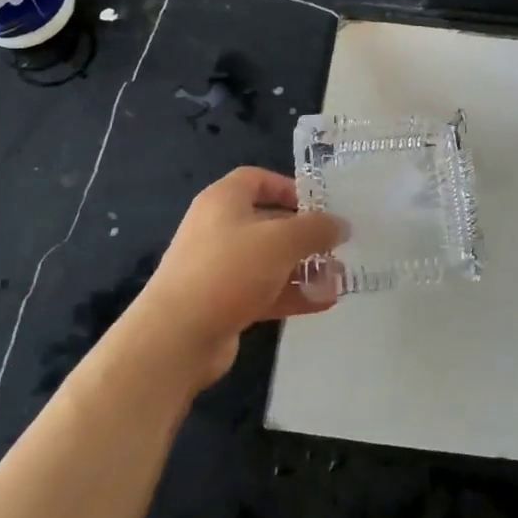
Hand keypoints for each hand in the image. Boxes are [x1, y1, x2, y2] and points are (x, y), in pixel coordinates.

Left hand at [129, 167, 346, 387]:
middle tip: (337, 245)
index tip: (319, 204)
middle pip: (267, 222)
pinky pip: (263, 291)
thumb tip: (341, 224)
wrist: (176, 337)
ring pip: (268, 261)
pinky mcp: (221, 303)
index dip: (288, 186)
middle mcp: (218, 229)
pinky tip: (323, 303)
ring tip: (338, 278)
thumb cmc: (229, 270)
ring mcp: (218, 268)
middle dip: (304, 234)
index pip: (257, 179)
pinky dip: (291, 294)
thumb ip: (316, 228)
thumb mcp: (281, 240)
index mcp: (223, 201)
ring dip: (302, 268)